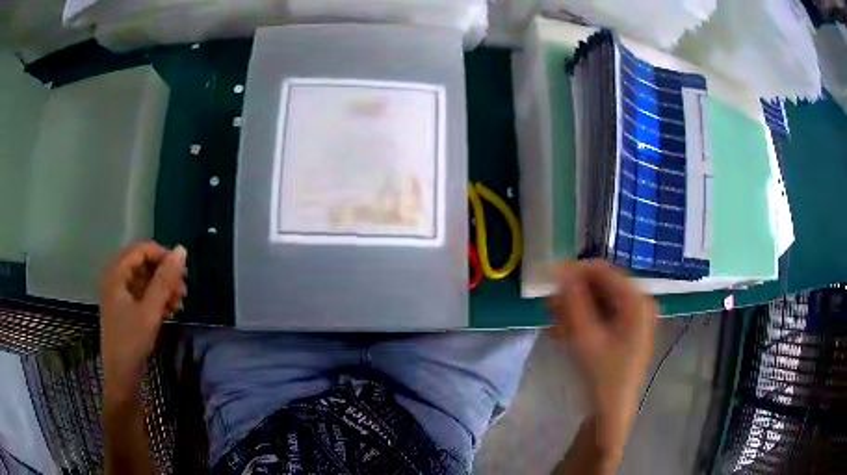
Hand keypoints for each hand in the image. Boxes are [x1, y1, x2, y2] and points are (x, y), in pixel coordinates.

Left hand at [100, 242, 186, 400]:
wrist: (121, 377)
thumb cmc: (132, 341)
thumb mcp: (150, 310)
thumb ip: (165, 280)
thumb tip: (182, 250)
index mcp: (117, 274)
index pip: (142, 250)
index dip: (164, 256)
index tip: (183, 273)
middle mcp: (116, 279)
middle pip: (143, 264)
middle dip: (165, 275)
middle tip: (183, 292)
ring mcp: (119, 295)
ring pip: (144, 280)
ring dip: (163, 289)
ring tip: (179, 304)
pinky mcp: (124, 309)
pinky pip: (142, 295)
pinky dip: (157, 300)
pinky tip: (170, 312)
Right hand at [550, 260, 656, 458]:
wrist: (611, 411)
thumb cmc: (601, 375)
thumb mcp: (584, 337)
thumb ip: (573, 301)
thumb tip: (561, 270)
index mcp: (636, 301)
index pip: (603, 271)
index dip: (575, 272)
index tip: (549, 281)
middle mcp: (639, 304)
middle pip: (602, 286)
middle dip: (573, 294)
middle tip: (548, 306)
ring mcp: (634, 318)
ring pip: (599, 302)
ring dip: (575, 309)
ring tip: (552, 323)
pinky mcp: (627, 331)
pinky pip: (602, 316)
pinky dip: (583, 321)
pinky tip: (562, 333)